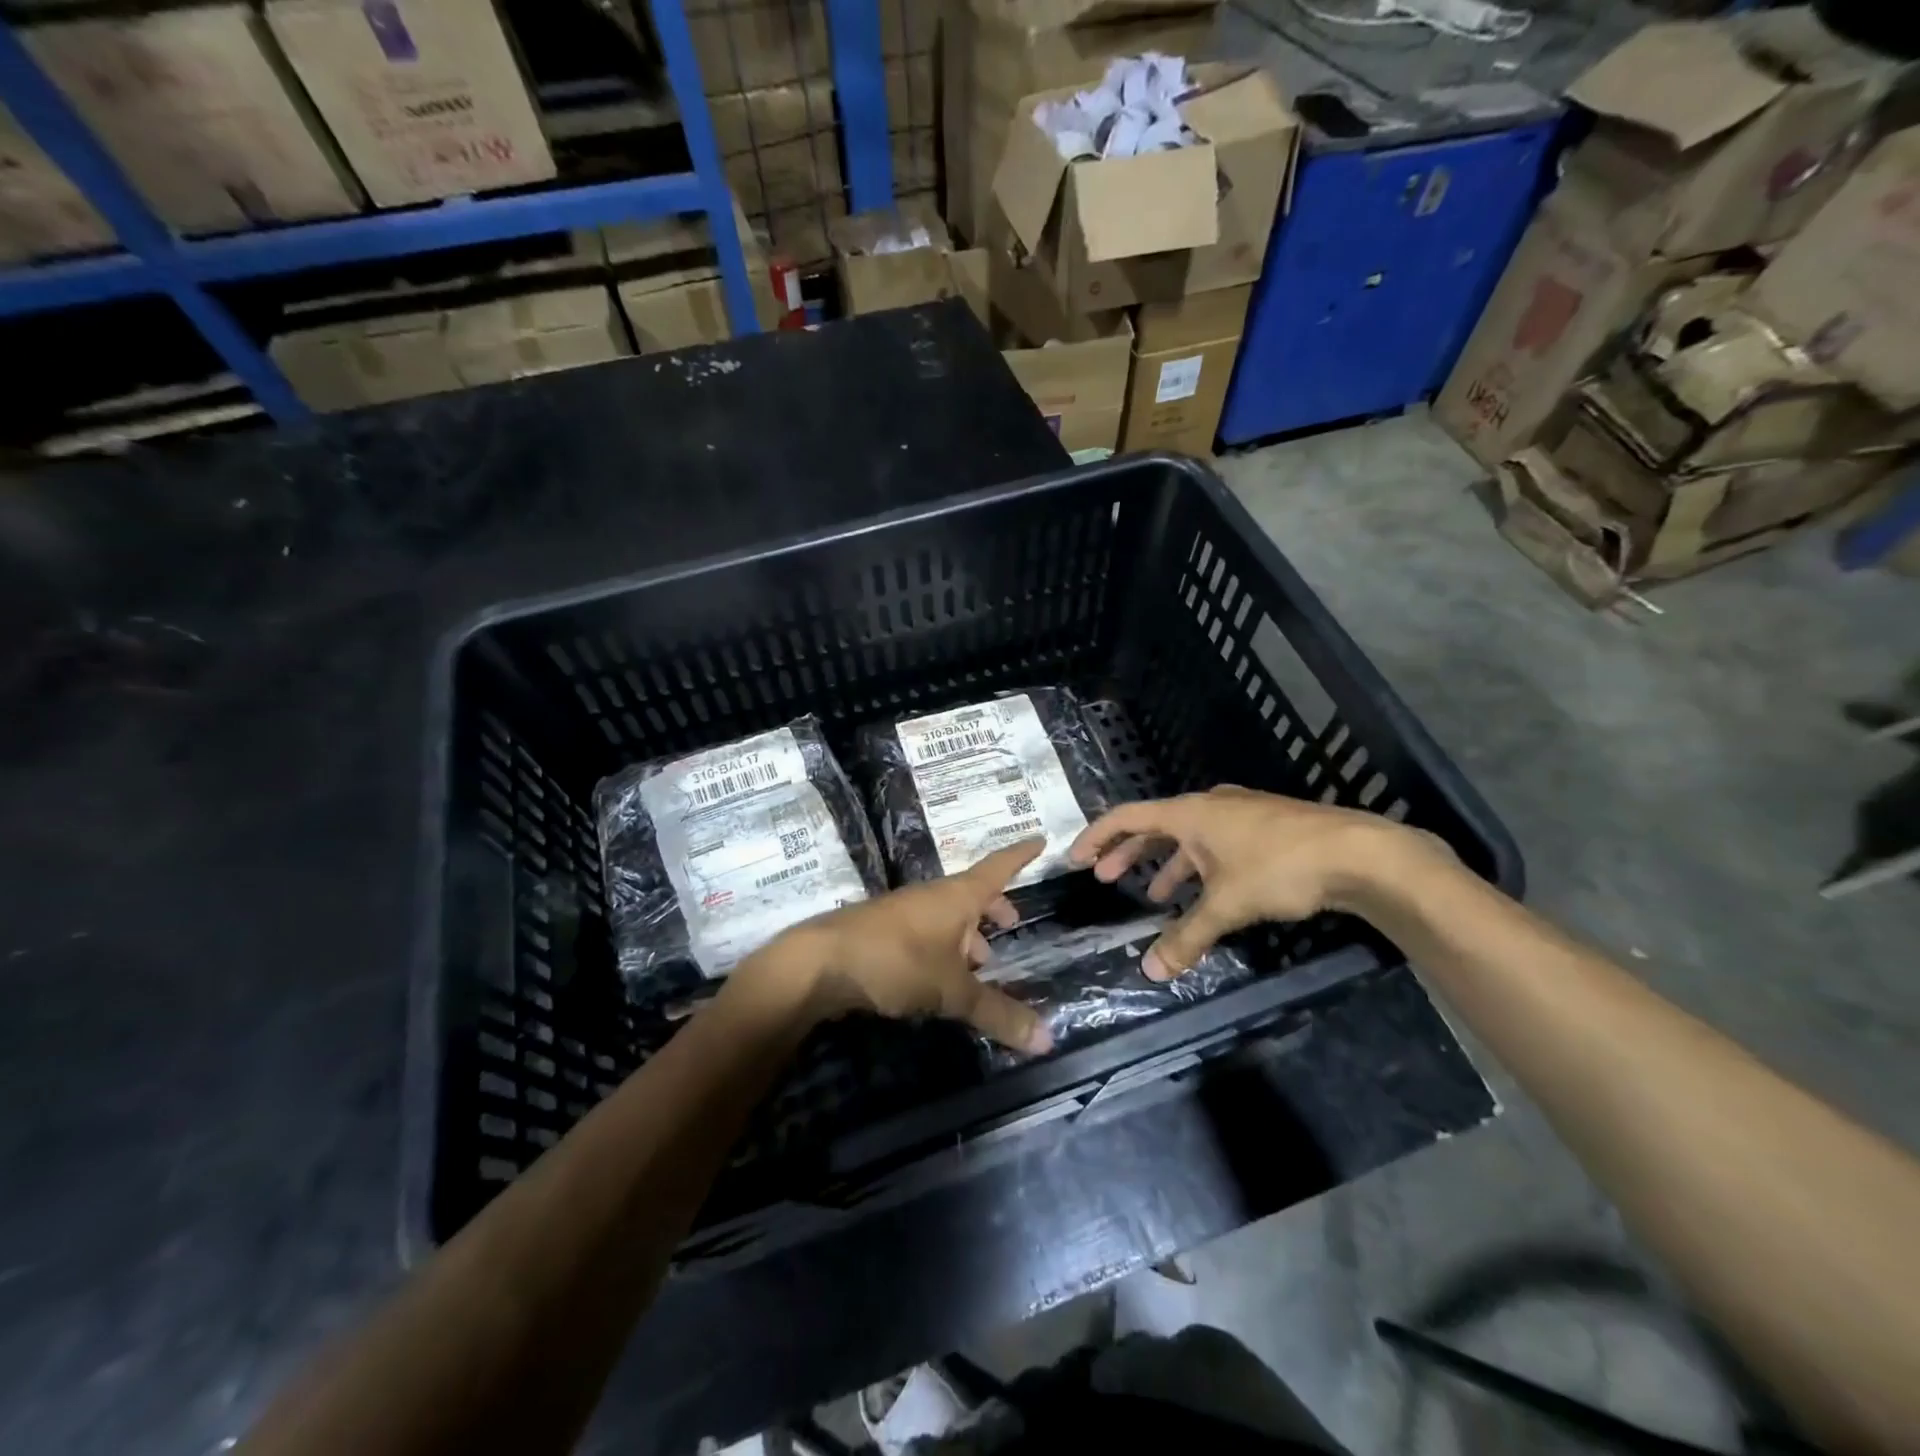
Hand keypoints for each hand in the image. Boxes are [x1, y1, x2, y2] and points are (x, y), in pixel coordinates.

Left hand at [736, 839, 1054, 1054]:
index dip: (1020, 856)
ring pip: (946, 914)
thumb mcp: (952, 991)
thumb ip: (998, 1014)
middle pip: (971, 893)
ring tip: (980, 960)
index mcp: (957, 896)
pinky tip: (939, 974)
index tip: (1040, 840)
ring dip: (966, 931)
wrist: (820, 962)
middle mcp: (932, 896)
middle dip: (993, 905)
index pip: (998, 867)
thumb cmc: (896, 962)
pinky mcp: (882, 931)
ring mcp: (903, 911)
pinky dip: (942, 945)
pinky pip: (925, 930)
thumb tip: (1048, 1039)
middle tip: (1011, 922)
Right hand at [1068, 786, 1428, 980]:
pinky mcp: (1264, 828)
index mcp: (1190, 813)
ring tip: (1154, 896)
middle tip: (1105, 878)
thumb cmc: (1279, 867)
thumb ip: (1187, 936)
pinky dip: (1198, 868)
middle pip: (1155, 826)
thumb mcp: (1226, 905)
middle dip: (1128, 853)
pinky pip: (1214, 845)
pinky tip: (1204, 893)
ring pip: (1188, 838)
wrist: (1358, 853)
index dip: (1097, 836)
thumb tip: (1151, 971)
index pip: (1127, 817)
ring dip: (1166, 865)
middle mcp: (1209, 807)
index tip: (1076, 859)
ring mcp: (1239, 815)